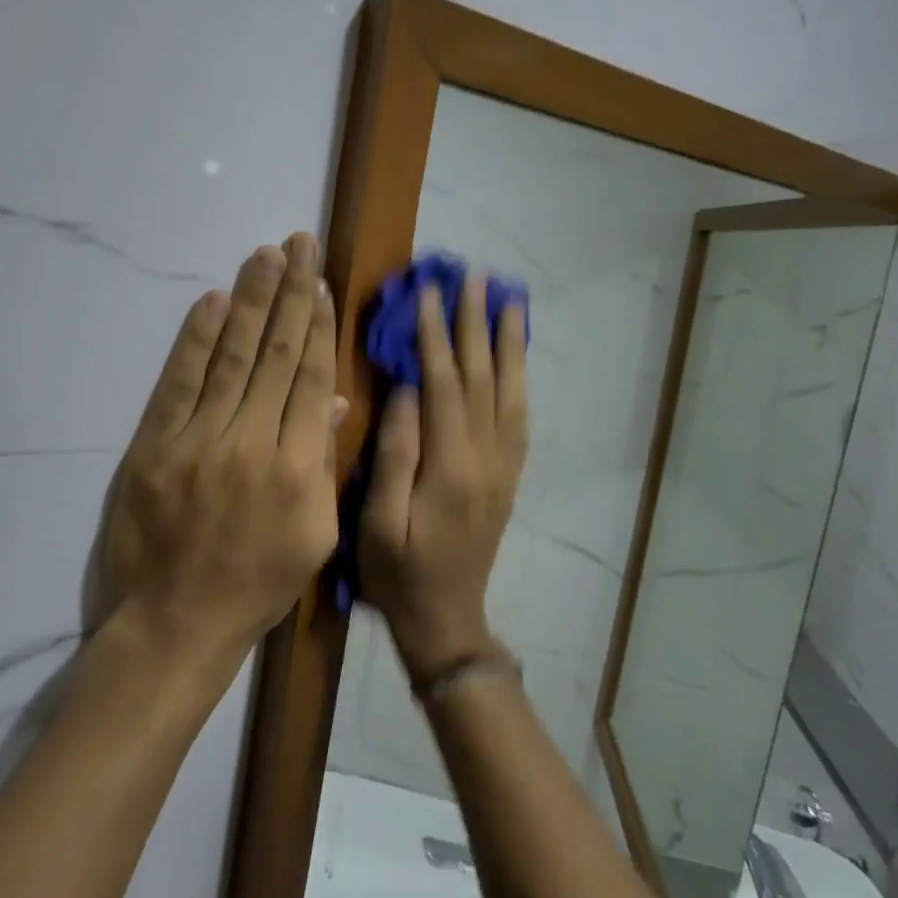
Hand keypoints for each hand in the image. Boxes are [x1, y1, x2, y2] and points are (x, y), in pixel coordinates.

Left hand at [98, 233, 340, 671]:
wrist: (173, 624)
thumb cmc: (254, 586)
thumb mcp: (313, 537)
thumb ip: (323, 464)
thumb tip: (331, 401)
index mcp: (298, 469)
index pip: (310, 379)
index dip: (316, 325)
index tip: (320, 282)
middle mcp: (251, 443)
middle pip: (273, 355)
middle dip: (288, 293)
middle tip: (297, 242)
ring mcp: (197, 440)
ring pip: (230, 357)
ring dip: (249, 302)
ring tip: (264, 256)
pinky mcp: (153, 445)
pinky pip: (178, 382)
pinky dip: (195, 340)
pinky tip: (212, 302)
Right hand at [360, 273, 528, 682]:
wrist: (446, 620)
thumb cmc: (398, 575)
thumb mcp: (377, 522)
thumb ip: (395, 455)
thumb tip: (406, 390)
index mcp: (451, 467)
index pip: (443, 384)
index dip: (436, 335)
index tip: (429, 292)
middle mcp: (487, 458)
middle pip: (482, 377)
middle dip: (476, 323)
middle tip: (475, 277)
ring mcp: (504, 467)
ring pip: (510, 391)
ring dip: (508, 343)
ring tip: (509, 300)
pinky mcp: (509, 476)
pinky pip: (520, 417)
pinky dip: (519, 378)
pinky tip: (516, 357)